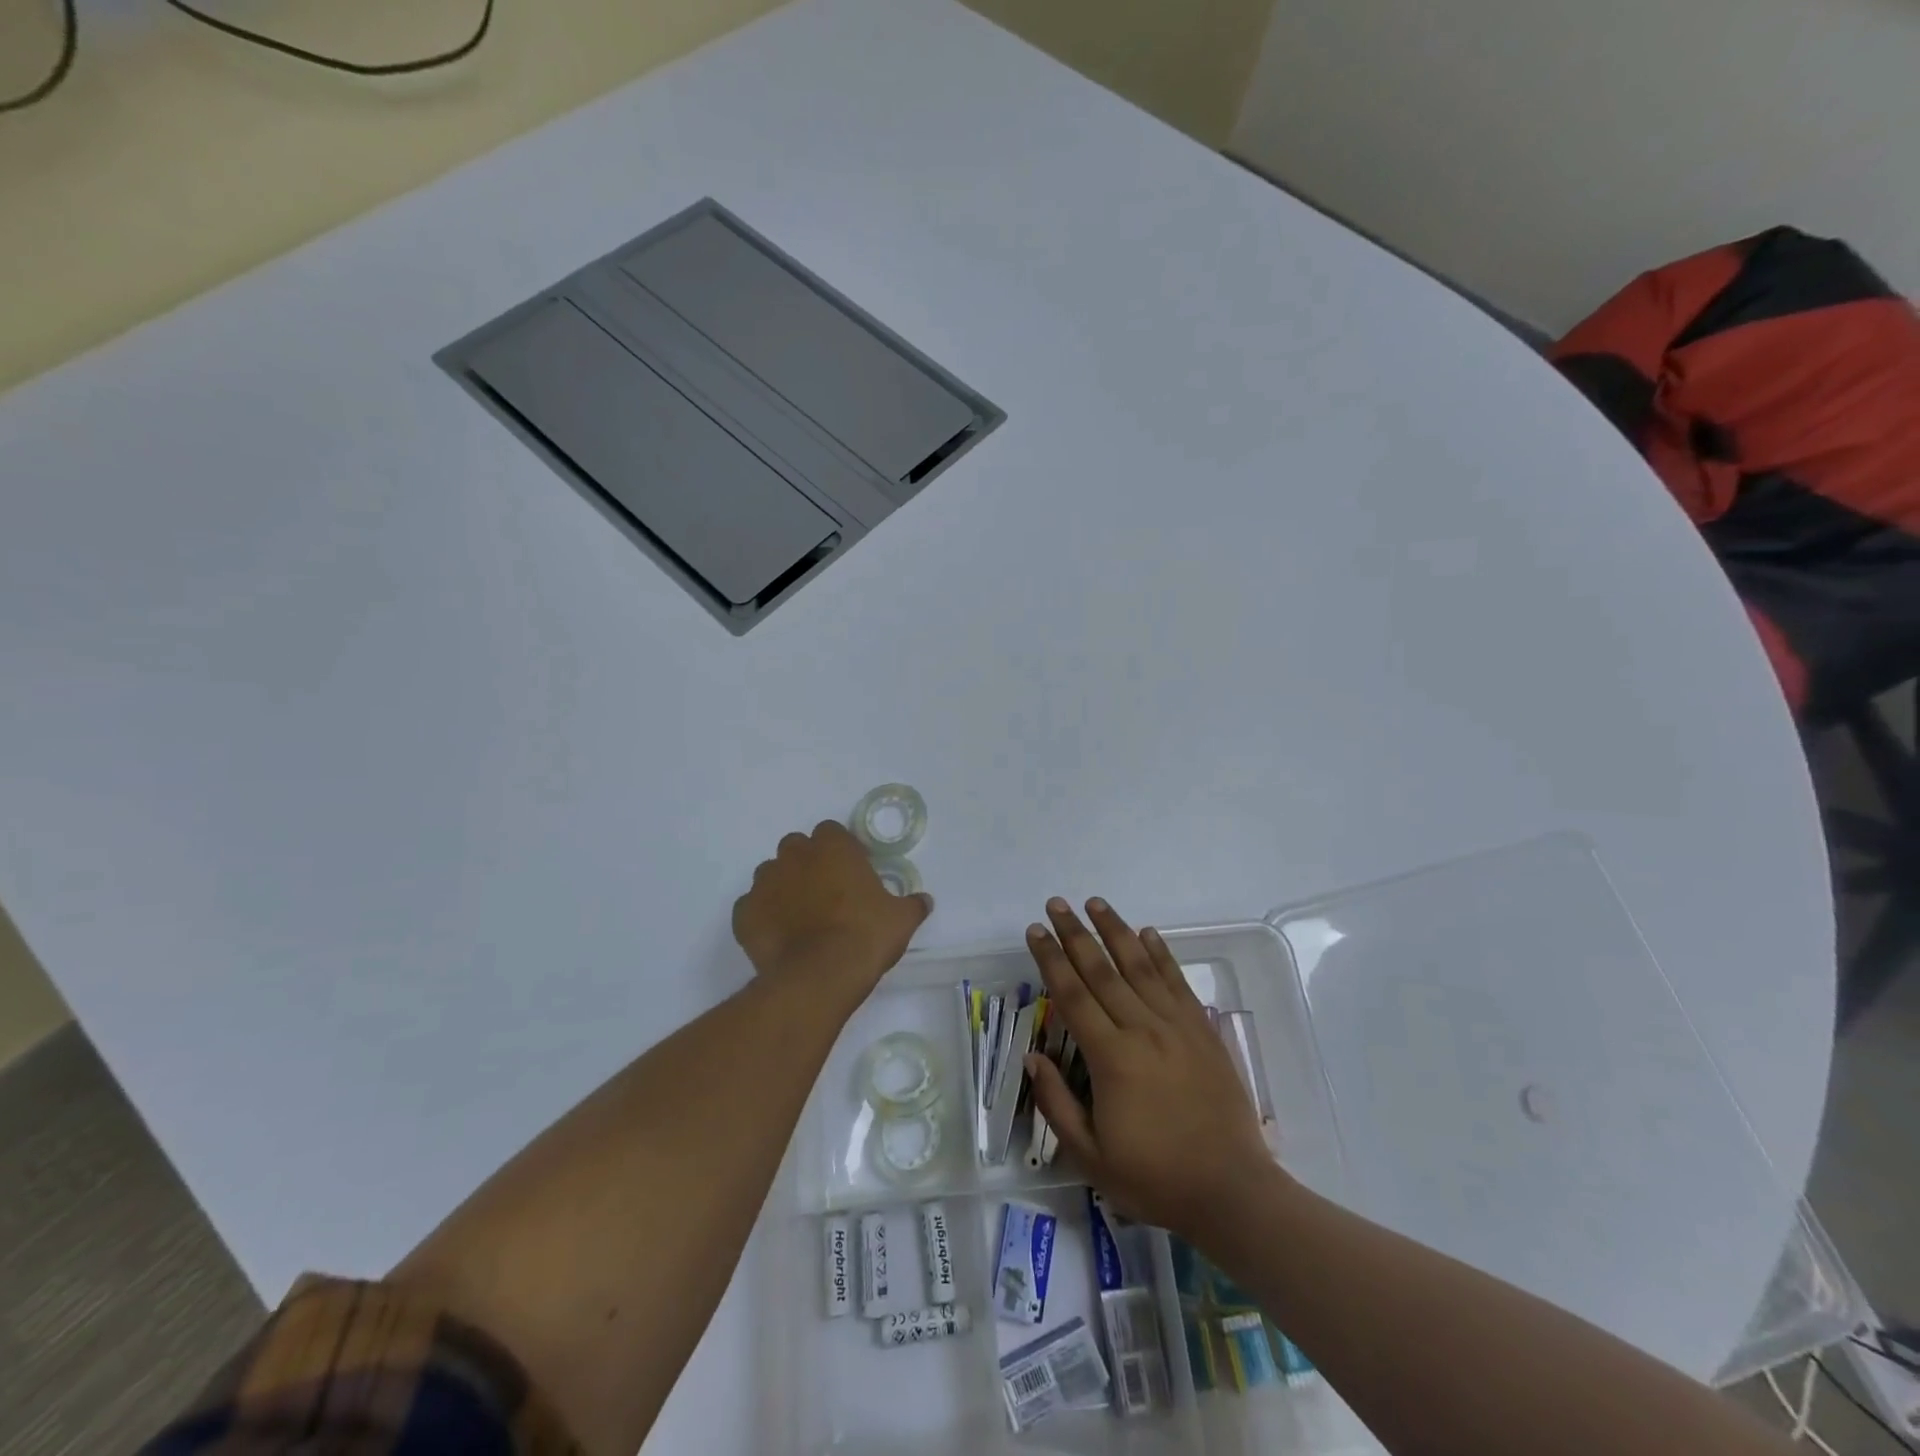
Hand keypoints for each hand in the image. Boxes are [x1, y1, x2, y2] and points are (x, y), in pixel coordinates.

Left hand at [733, 822, 932, 999]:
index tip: (851, 873)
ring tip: (800, 917)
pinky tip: (779, 937)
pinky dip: (763, 917)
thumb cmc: (864, 936)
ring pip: (771, 875)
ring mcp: (764, 883)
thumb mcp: (901, 920)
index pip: (831, 832)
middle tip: (826, 893)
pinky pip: (752, 907)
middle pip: (797, 848)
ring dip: (783, 887)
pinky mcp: (744, 914)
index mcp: (832, 846)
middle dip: (808, 863)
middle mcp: (794, 855)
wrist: (819, 977)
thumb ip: (912, 905)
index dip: (840, 850)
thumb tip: (924, 901)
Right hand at [1024, 897, 1280, 1240]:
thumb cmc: (1155, 1178)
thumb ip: (1057, 1103)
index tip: (1035, 930)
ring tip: (1096, 903)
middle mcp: (1142, 1029)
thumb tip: (1033, 1058)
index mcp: (1111, 1058)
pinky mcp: (1203, 1030)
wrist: (1231, 1191)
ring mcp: (1177, 1026)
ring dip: (1116, 931)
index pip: (1072, 995)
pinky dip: (1161, 954)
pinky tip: (1149, 934)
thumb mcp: (1091, 1156)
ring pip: (1140, 966)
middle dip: (1075, 934)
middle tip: (1057, 903)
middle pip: (1101, 970)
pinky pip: (1178, 982)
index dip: (1050, 959)